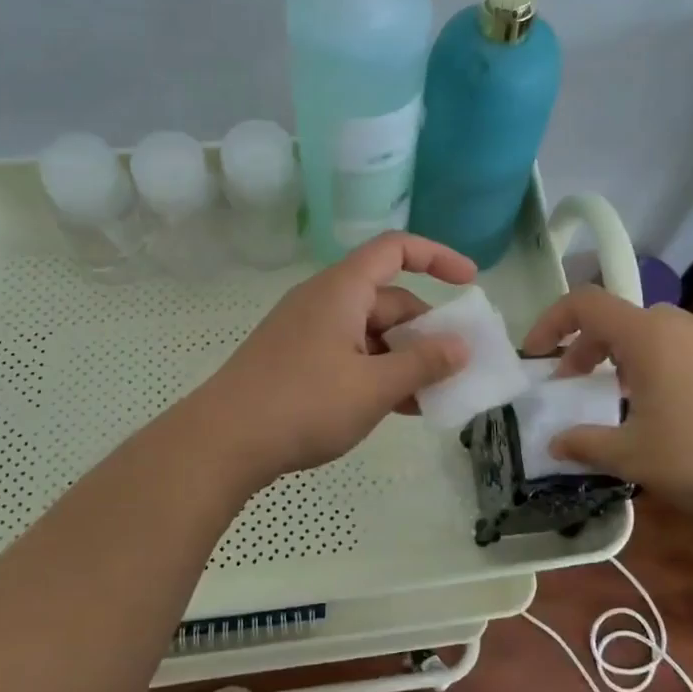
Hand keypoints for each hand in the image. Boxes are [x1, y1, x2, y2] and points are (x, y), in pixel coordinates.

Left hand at [191, 232, 477, 483]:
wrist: (223, 442)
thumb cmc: (304, 404)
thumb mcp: (374, 386)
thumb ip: (423, 364)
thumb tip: (462, 346)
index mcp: (342, 290)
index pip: (395, 249)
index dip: (436, 256)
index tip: (470, 281)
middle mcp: (324, 301)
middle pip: (388, 299)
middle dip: (426, 331)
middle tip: (456, 367)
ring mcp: (307, 332)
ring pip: (370, 333)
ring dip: (404, 358)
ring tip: (432, 396)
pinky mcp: (296, 360)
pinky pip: (349, 355)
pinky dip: (377, 372)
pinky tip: (397, 408)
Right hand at [519, 287, 692, 537]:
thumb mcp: (631, 455)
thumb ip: (583, 443)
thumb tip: (553, 443)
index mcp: (647, 333)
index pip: (584, 303)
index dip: (550, 322)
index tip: (534, 355)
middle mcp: (679, 324)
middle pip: (617, 320)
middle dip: (585, 349)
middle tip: (572, 387)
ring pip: (649, 335)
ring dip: (620, 360)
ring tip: (616, 403)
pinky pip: (679, 350)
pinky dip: (653, 368)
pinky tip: (663, 412)